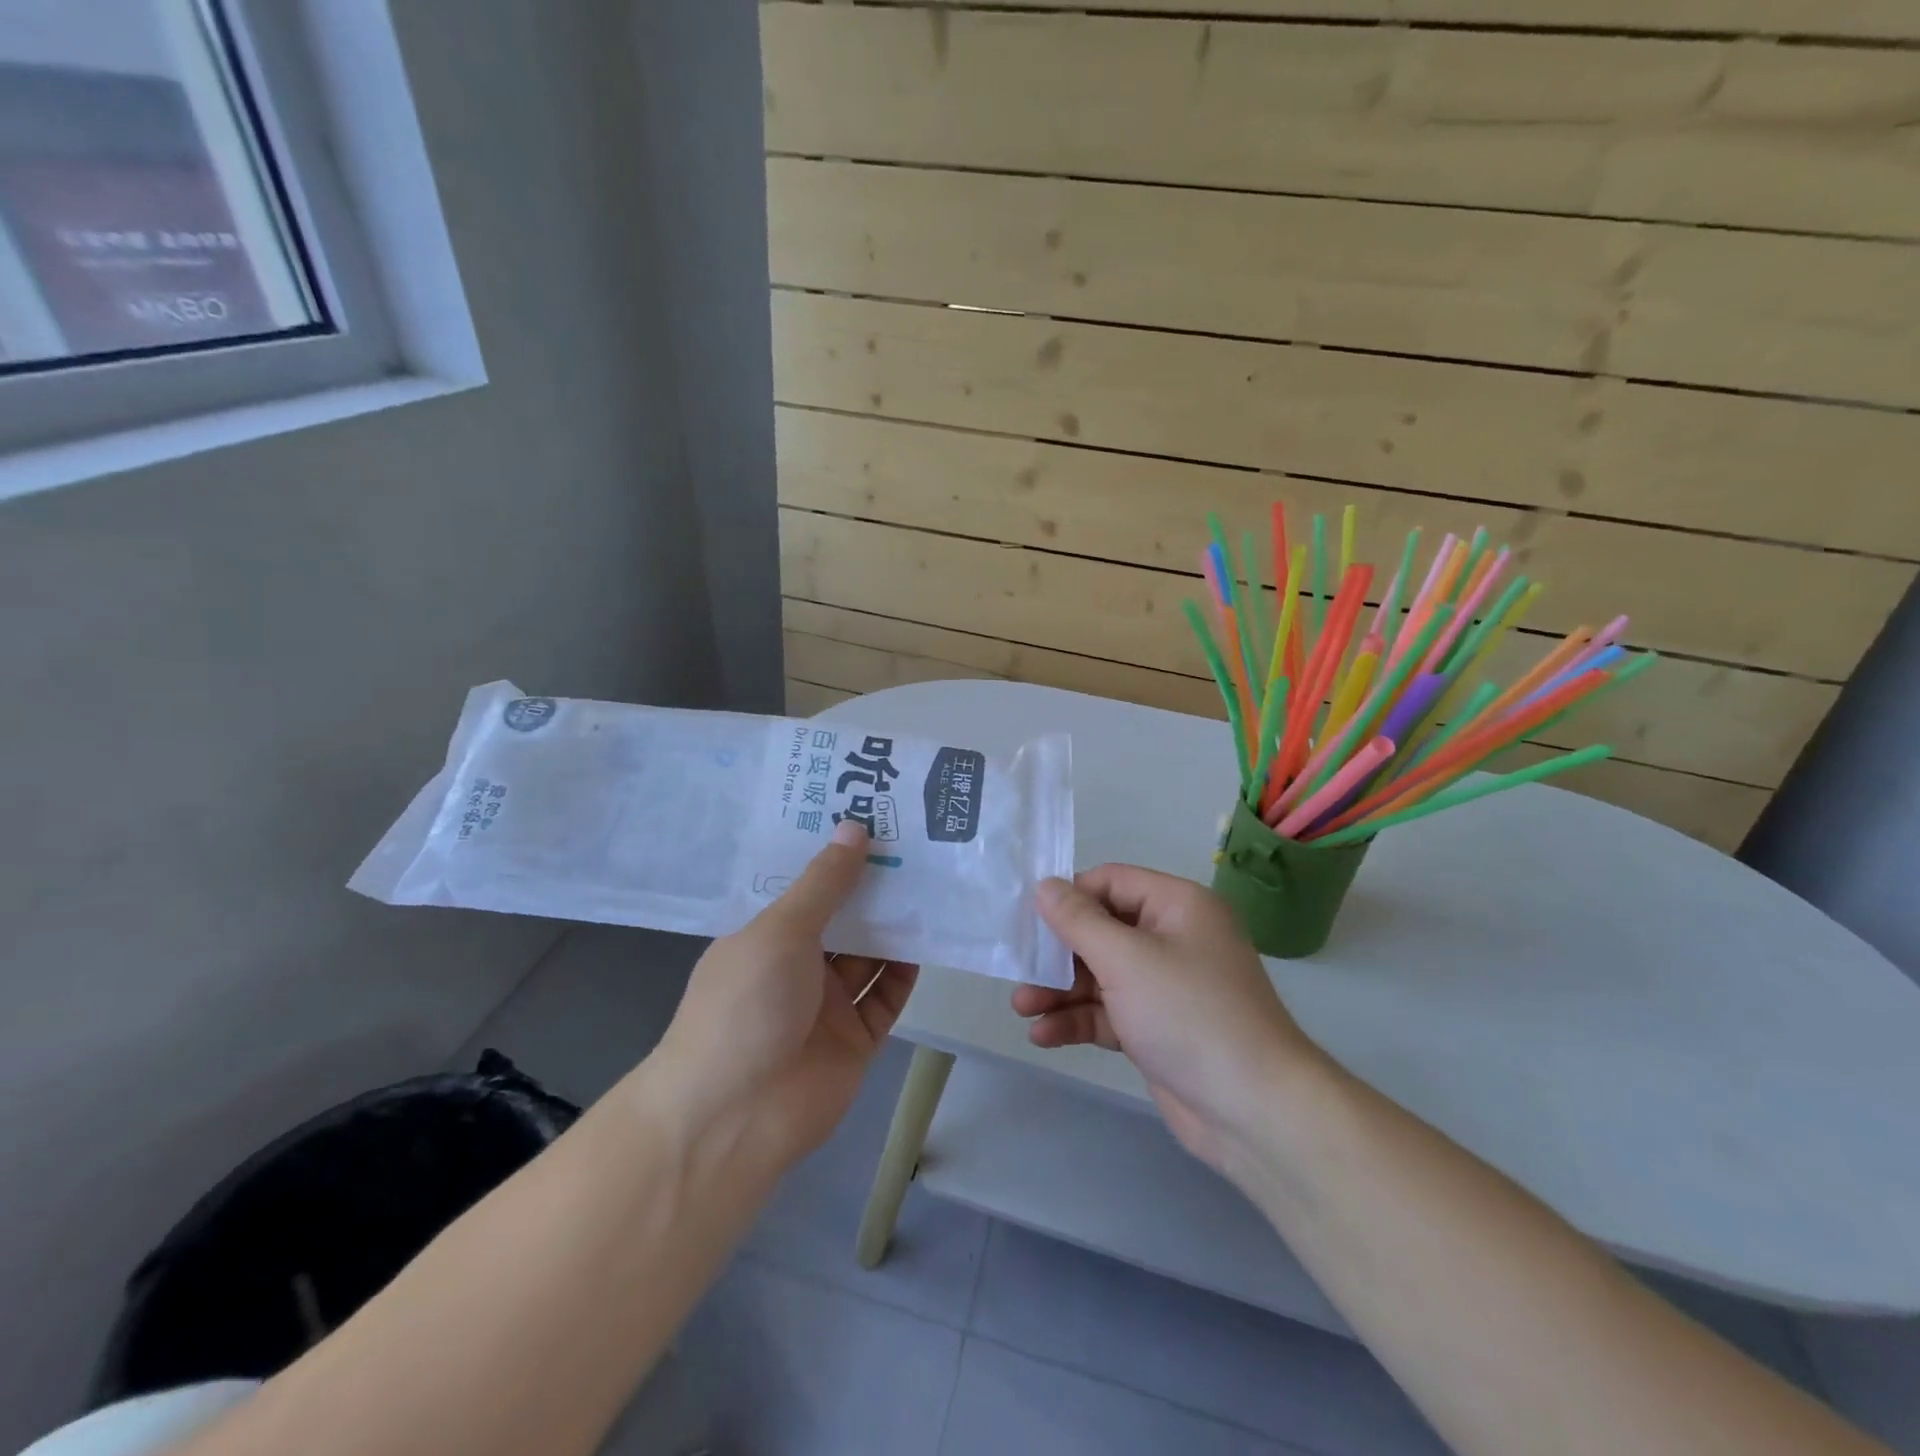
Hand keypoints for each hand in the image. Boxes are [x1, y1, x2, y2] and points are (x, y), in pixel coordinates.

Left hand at [648, 822, 917, 1169]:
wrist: (735, 1119)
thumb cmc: (746, 1007)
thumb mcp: (780, 931)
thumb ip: (824, 883)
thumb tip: (854, 827)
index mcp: (765, 936)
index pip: (804, 885)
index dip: (834, 853)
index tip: (870, 814)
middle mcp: (796, 965)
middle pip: (843, 917)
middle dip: (873, 886)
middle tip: (916, 840)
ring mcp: (826, 1004)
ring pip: (869, 954)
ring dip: (896, 924)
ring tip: (933, 879)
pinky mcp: (856, 1038)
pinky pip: (887, 995)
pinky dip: (906, 970)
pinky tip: (931, 937)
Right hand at [1013, 865, 1324, 1177]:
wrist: (1254, 1112)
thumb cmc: (1189, 1014)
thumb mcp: (1126, 959)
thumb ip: (1079, 921)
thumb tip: (1045, 885)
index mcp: (1177, 906)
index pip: (1111, 882)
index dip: (1069, 897)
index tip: (1029, 920)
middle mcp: (1173, 938)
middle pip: (1102, 930)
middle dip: (1058, 953)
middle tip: (1017, 968)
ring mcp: (1165, 987)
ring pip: (1101, 975)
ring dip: (1061, 990)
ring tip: (1021, 1008)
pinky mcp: (1157, 1029)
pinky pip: (1109, 1012)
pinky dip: (1078, 1020)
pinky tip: (1043, 1035)